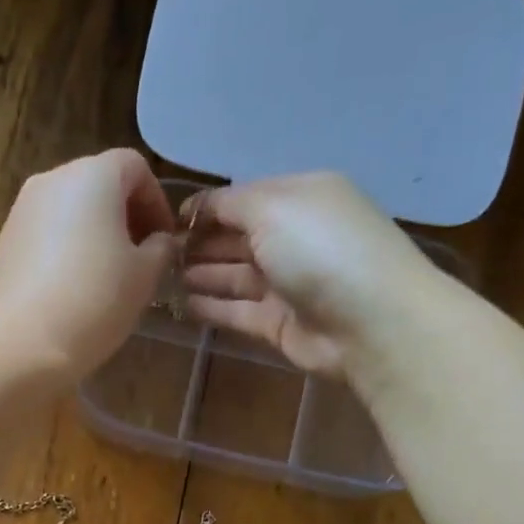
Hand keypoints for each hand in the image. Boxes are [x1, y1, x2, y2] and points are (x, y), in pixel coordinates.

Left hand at [0, 149, 175, 380]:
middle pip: (99, 185)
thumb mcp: (144, 277)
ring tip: (109, 278)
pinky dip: (67, 251)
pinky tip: (75, 290)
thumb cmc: (93, 301)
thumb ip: (160, 249)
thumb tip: (158, 241)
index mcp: (92, 175)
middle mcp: (52, 180)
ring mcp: (21, 210)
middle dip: (126, 217)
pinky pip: (47, 235)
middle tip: (141, 260)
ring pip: (71, 211)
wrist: (19, 343)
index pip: (135, 168)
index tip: (166, 241)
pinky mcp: (4, 243)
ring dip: (96, 235)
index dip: (157, 202)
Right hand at [182, 172, 444, 382]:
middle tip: (154, 256)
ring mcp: (286, 284)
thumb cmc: (321, 250)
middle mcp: (293, 238)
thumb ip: (229, 204)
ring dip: (197, 276)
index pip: (242, 200)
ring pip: (232, 276)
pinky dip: (208, 308)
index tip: (165, 224)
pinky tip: (177, 306)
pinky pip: (236, 312)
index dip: (204, 210)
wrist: (370, 322)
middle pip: (235, 239)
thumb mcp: (273, 206)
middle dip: (196, 245)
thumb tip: (196, 209)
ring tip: (157, 280)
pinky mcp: (279, 324)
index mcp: (298, 199)